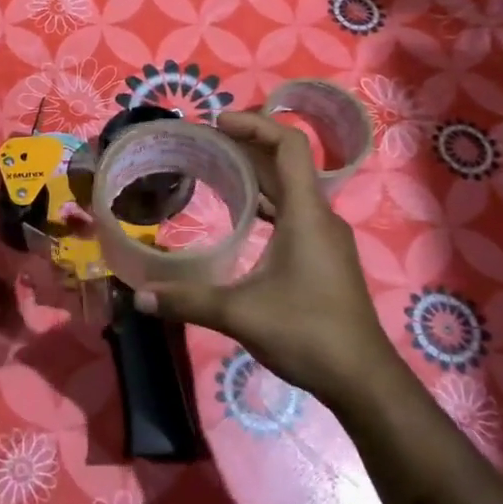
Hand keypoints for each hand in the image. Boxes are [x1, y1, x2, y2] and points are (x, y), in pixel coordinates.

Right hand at [136, 111, 397, 412]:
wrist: (362, 379)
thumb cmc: (308, 334)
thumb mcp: (241, 314)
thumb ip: (188, 301)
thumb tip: (140, 297)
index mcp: (306, 214)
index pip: (289, 146)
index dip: (255, 125)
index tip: (217, 123)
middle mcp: (319, 216)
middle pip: (285, 163)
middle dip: (245, 146)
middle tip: (202, 143)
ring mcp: (324, 237)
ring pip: (289, 189)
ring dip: (255, 174)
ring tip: (214, 169)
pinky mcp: (323, 256)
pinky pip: (292, 212)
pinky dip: (264, 202)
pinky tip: (240, 214)